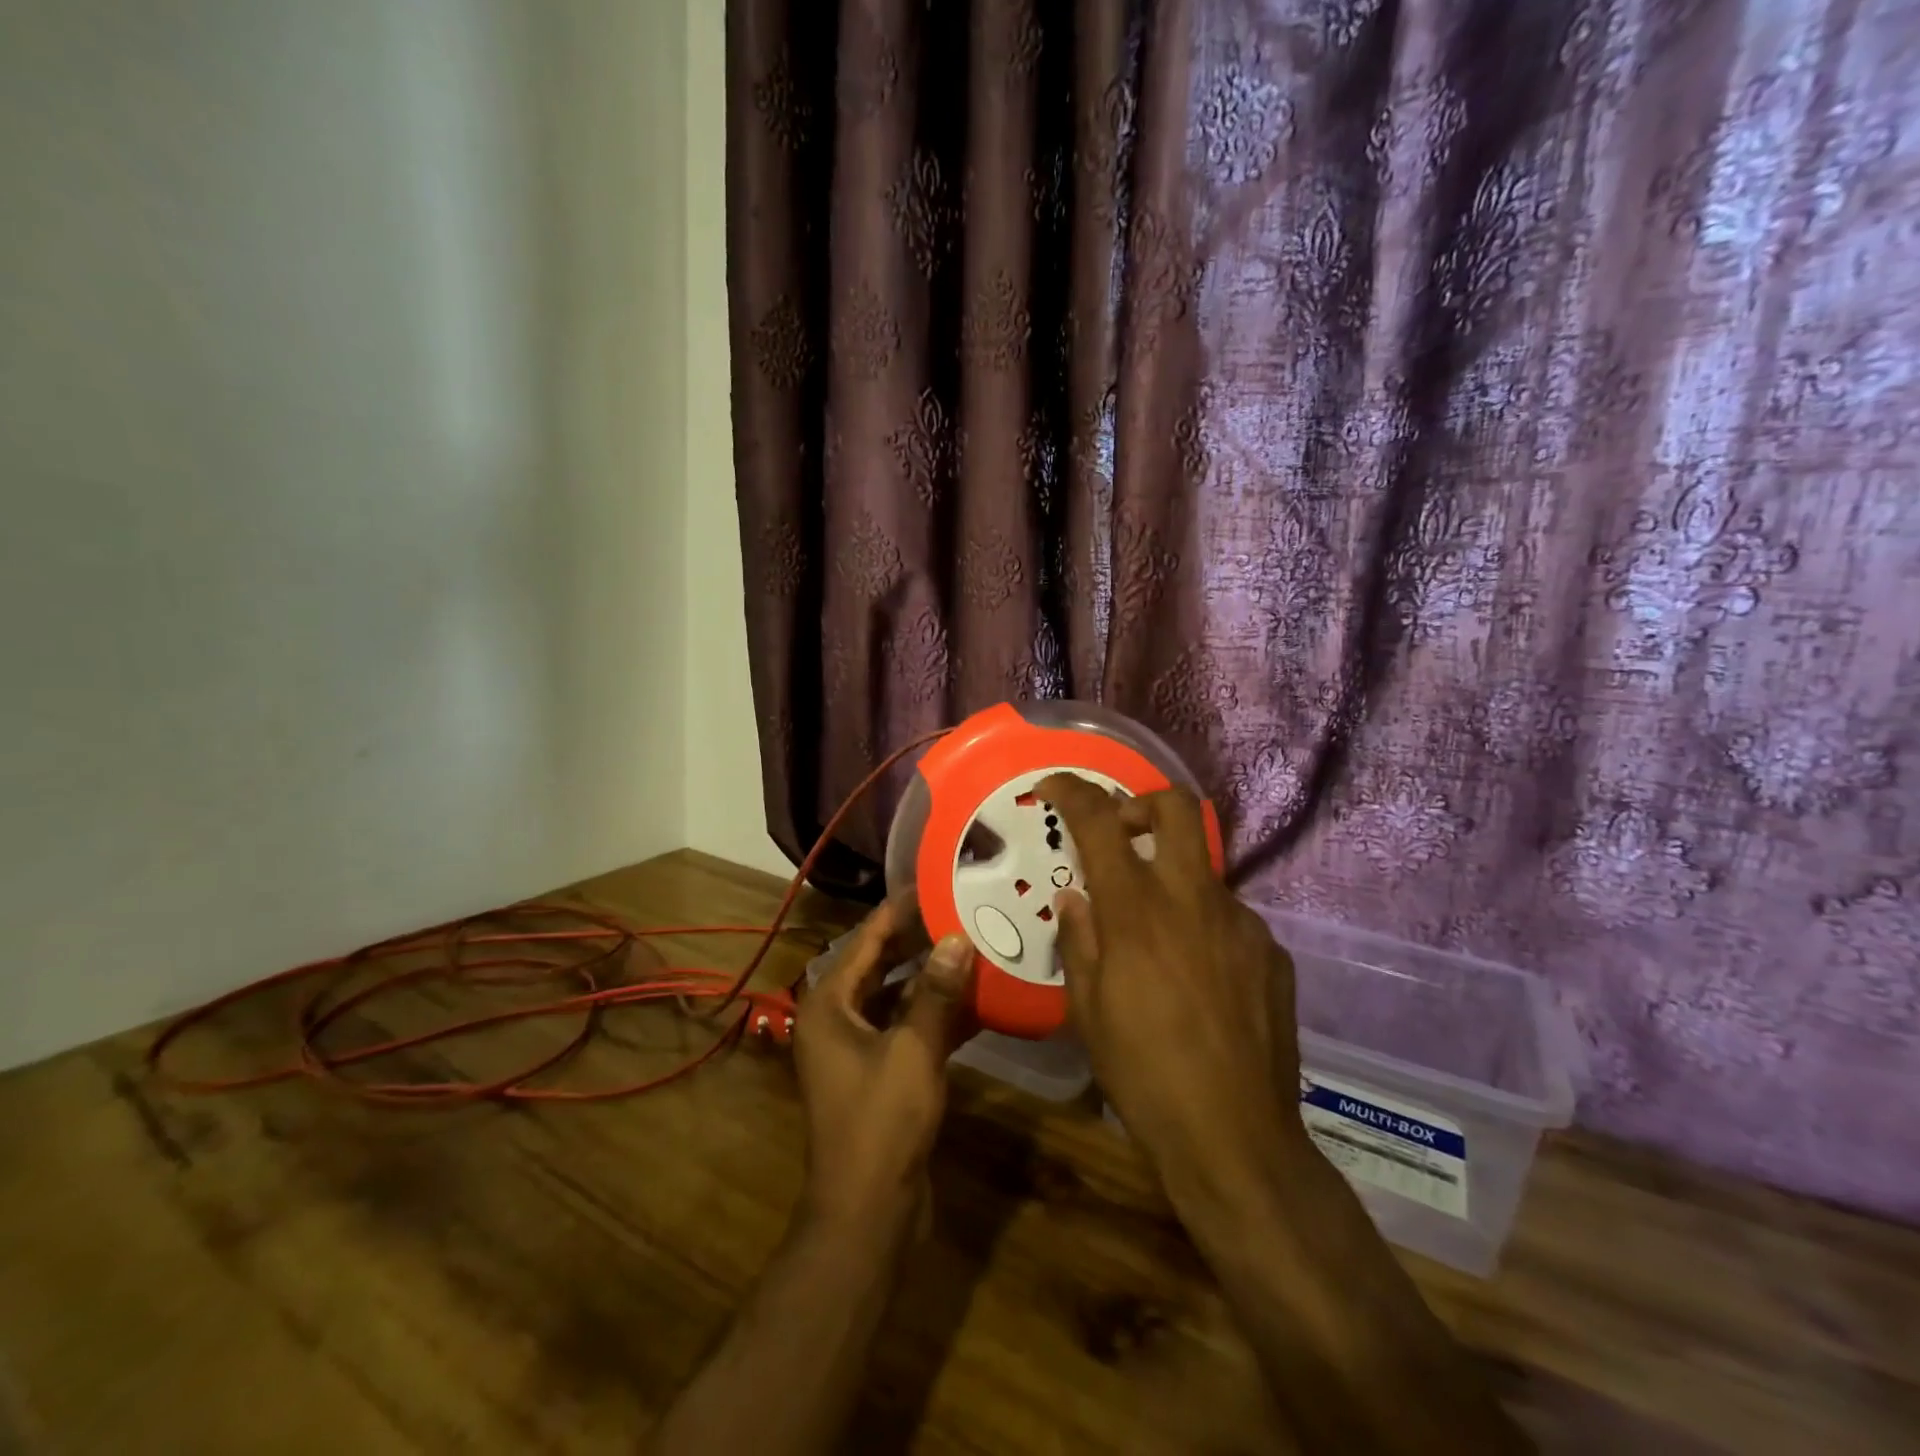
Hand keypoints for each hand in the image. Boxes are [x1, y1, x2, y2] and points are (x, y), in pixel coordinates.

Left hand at [793, 896, 974, 1229]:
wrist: (867, 1213)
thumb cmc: (881, 1123)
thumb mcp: (913, 1051)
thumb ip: (937, 993)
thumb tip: (958, 937)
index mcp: (830, 1004)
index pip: (866, 939)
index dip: (899, 910)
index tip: (934, 881)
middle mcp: (838, 1018)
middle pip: (881, 964)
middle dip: (920, 939)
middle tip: (962, 908)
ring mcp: (858, 1046)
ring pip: (898, 996)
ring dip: (933, 976)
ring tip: (974, 943)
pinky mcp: (880, 1071)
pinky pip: (908, 1027)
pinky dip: (936, 1013)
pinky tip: (976, 999)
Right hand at [1038, 774, 1308, 1199]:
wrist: (1235, 1138)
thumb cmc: (1143, 1073)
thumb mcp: (1088, 1010)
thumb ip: (1079, 940)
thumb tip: (1076, 896)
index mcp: (1137, 911)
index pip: (1100, 822)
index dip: (1073, 792)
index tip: (1053, 786)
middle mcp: (1192, 899)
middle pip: (1176, 807)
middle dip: (1141, 802)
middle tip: (1121, 831)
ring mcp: (1241, 923)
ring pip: (1202, 870)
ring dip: (1172, 880)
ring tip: (1158, 939)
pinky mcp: (1271, 952)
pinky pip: (1229, 918)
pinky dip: (1204, 927)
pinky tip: (1199, 979)